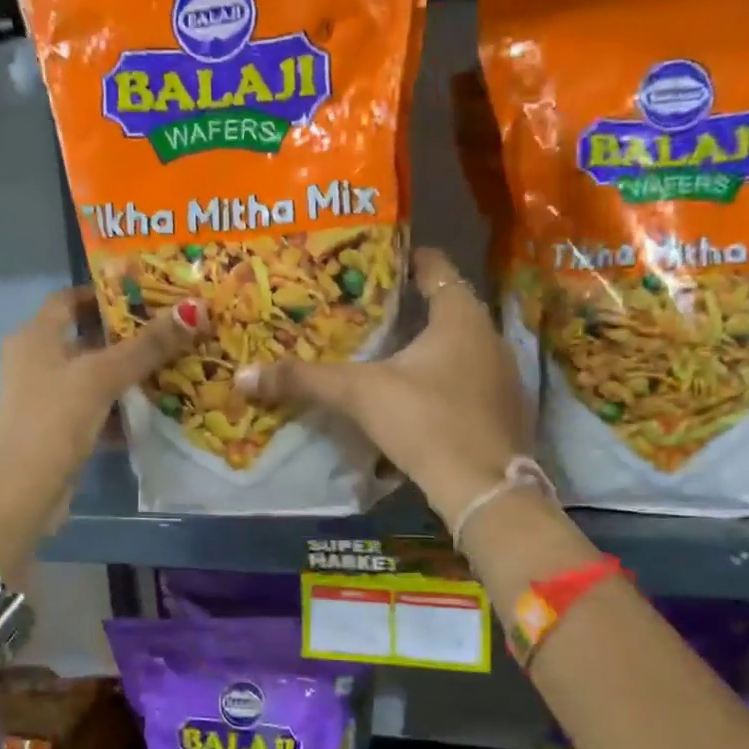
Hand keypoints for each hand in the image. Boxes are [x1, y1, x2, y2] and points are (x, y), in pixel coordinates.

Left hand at [0, 288, 199, 563]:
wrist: (22, 490)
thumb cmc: (55, 419)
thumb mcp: (102, 377)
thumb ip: (148, 346)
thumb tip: (195, 309)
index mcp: (36, 336)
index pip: (70, 299)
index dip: (106, 294)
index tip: (147, 296)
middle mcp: (37, 360)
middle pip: (87, 338)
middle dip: (128, 337)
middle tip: (172, 332)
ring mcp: (46, 397)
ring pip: (95, 377)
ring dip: (129, 376)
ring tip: (175, 368)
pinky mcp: (59, 430)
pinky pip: (96, 409)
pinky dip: (122, 410)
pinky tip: (155, 412)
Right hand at [238, 248, 531, 524]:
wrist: (484, 489)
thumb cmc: (426, 422)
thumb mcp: (360, 395)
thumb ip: (305, 380)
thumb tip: (244, 376)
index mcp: (461, 316)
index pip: (435, 268)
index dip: (406, 259)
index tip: (376, 259)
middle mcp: (489, 338)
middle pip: (446, 309)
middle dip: (408, 309)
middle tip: (366, 310)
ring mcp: (502, 377)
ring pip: (458, 350)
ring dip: (427, 350)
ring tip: (385, 354)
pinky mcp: (504, 413)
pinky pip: (467, 383)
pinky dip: (442, 382)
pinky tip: (415, 400)